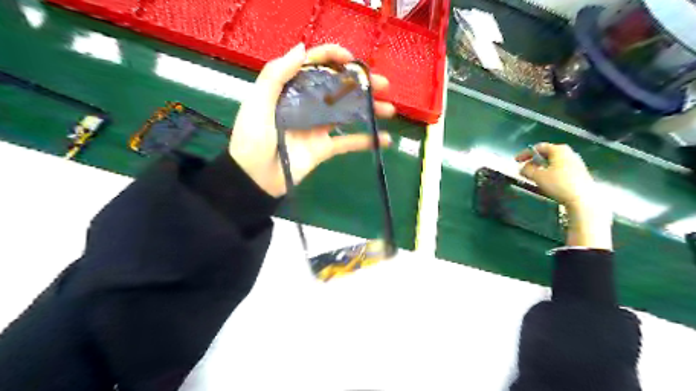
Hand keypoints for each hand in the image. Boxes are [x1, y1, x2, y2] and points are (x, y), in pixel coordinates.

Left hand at [227, 42, 393, 197]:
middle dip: (361, 84)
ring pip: (348, 113)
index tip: (352, 59)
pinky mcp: (324, 148)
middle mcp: (308, 104)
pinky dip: (366, 141)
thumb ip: (276, 75)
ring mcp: (318, 127)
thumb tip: (302, 48)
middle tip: (383, 85)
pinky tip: (384, 139)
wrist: (255, 177)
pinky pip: (348, 143)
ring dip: (369, 109)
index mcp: (291, 89)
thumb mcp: (258, 102)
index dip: (333, 58)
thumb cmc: (252, 138)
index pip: (314, 66)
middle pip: (338, 89)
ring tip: (389, 109)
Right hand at [516, 141, 597, 209]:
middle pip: (547, 153)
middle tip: (525, 167)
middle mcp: (569, 153)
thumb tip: (523, 168)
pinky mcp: (579, 173)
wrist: (582, 199)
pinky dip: (551, 172)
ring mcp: (576, 163)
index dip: (525, 153)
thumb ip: (527, 170)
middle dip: (534, 160)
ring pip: (554, 161)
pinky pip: (560, 168)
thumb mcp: (537, 176)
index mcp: (558, 150)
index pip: (538, 147)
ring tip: (534, 175)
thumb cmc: (559, 184)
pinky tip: (547, 181)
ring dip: (542, 167)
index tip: (516, 160)